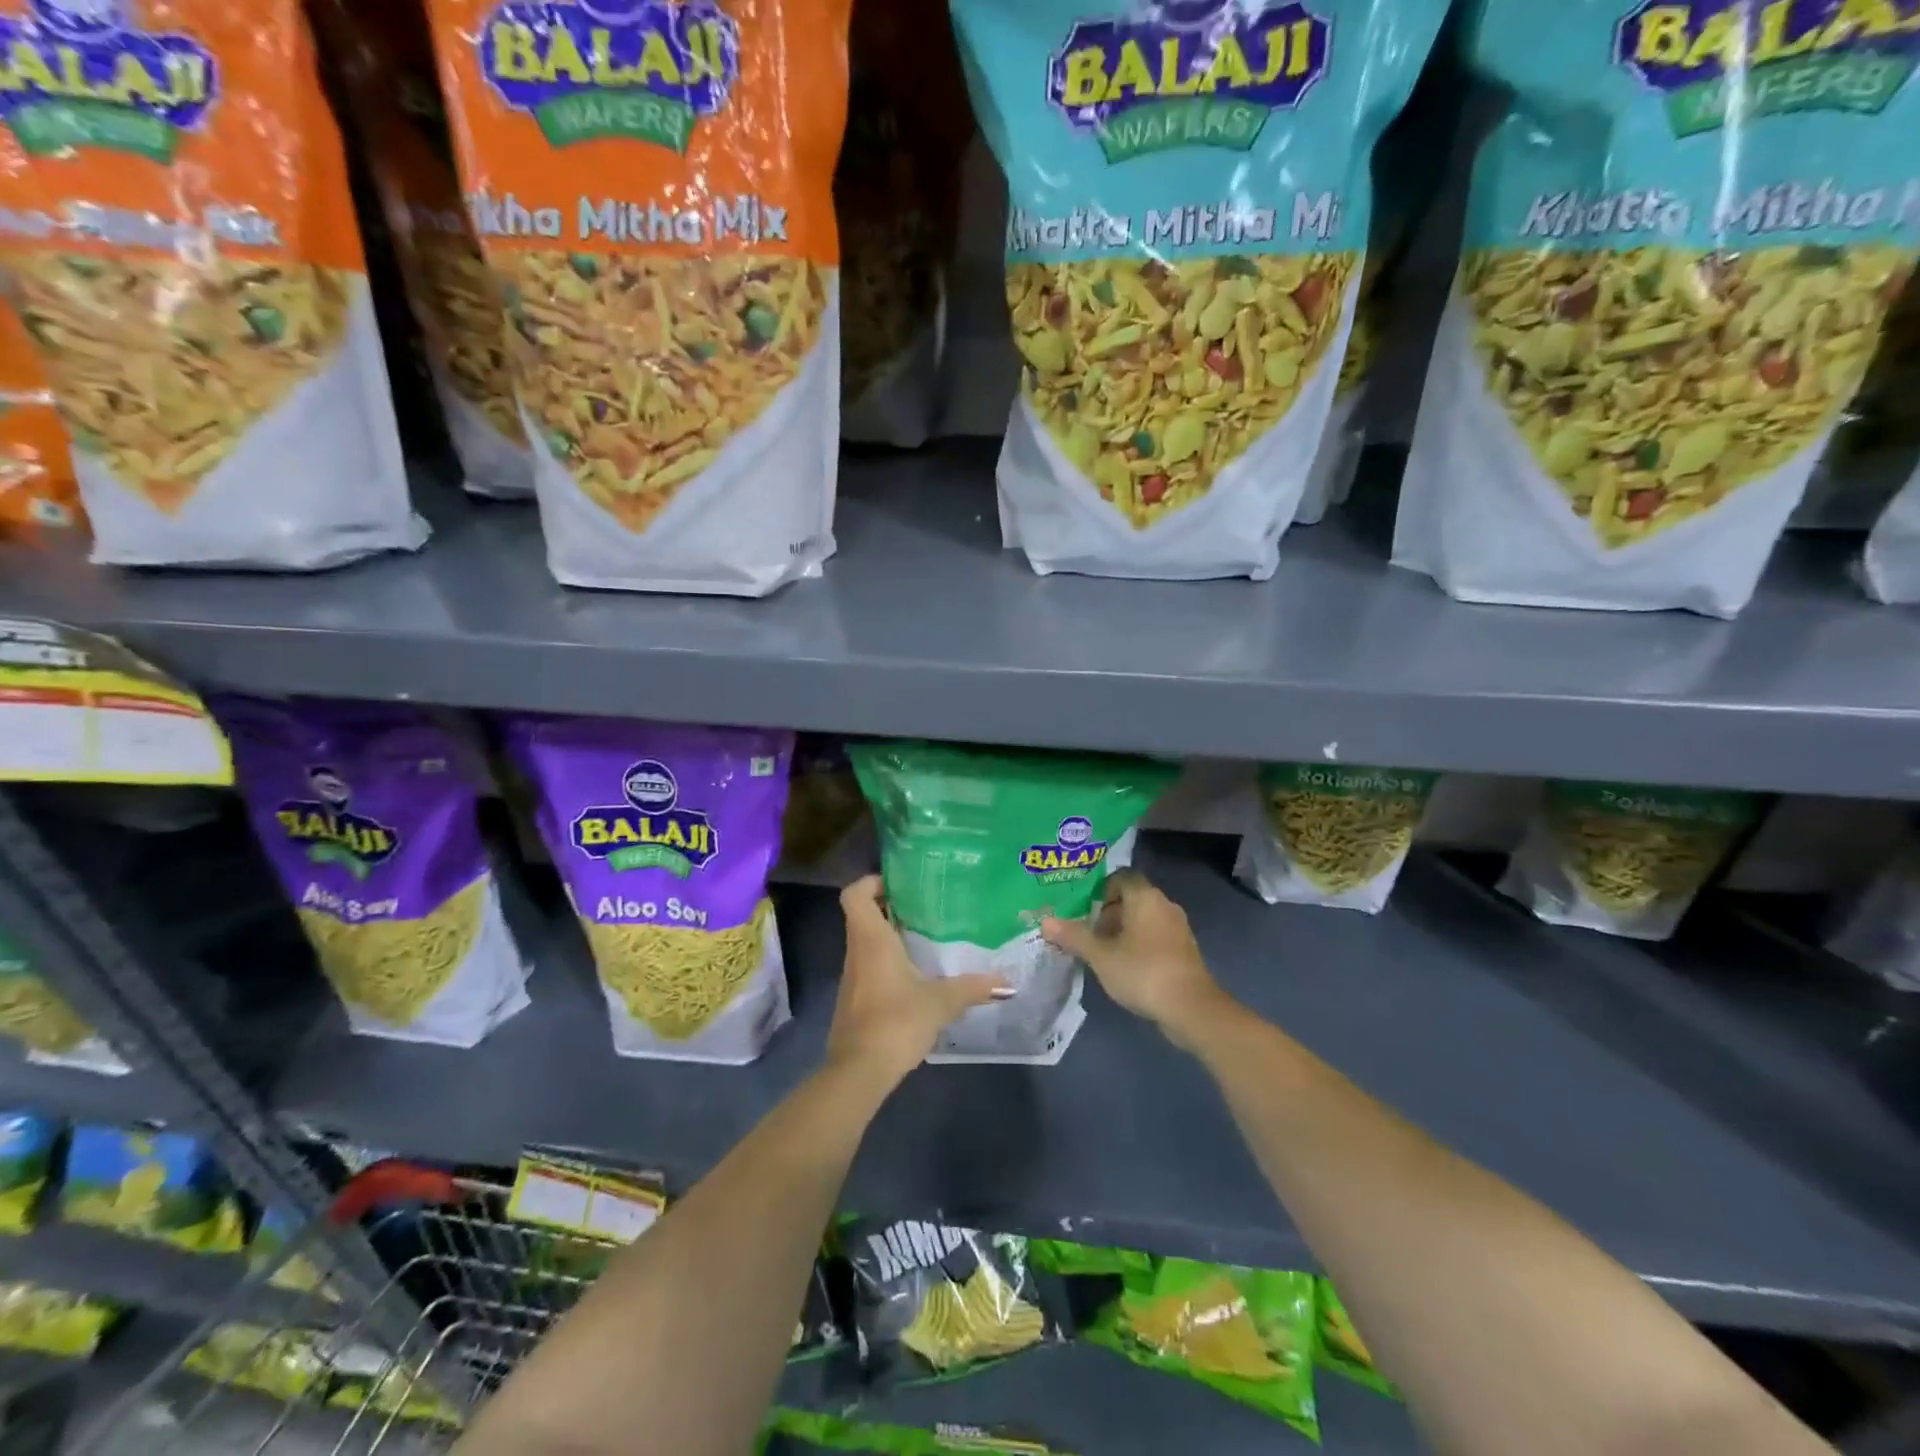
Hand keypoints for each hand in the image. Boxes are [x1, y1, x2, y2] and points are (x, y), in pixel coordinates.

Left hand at [828, 876, 1007, 1086]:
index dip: (871, 881)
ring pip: (866, 941)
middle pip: (863, 915)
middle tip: (925, 905)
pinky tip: (916, 973)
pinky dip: (888, 960)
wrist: (859, 1071)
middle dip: (890, 906)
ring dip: (890, 935)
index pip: (855, 894)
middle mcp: (857, 951)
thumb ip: (972, 988)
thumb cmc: (896, 1022)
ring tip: (927, 935)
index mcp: (871, 940)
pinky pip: (869, 965)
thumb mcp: (941, 1002)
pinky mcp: (855, 999)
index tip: (900, 883)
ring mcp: (853, 976)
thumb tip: (1006, 981)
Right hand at [1042, 870, 1233, 1051]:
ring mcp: (1177, 927)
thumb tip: (1045, 922)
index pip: (1121, 876)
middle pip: (1131, 898)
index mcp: (1144, 896)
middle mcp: (1164, 904)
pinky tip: (1124, 966)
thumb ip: (1073, 936)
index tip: (1083, 908)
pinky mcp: (1184, 950)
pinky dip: (1139, 944)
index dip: (1100, 889)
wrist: (1190, 1007)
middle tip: (1086, 931)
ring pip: (1144, 918)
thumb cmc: (1142, 971)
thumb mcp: (1100, 955)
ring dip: (1123, 930)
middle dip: (1108, 912)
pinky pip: (1155, 936)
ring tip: (1101, 951)